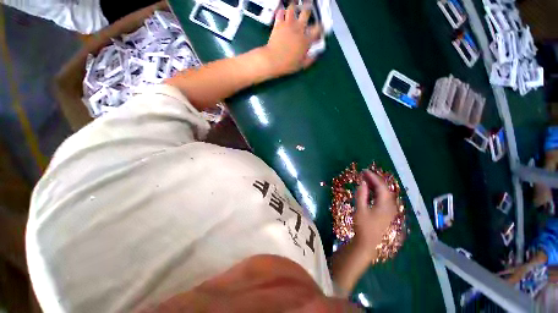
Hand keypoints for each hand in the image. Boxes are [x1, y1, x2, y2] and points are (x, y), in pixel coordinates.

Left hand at [260, 3, 321, 76]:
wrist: (273, 60)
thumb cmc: (287, 65)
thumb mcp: (301, 65)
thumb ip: (310, 59)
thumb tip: (315, 56)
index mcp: (306, 40)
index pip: (318, 29)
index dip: (321, 27)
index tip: (320, 28)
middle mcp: (299, 29)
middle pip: (306, 12)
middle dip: (308, 10)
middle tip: (307, 10)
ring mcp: (288, 25)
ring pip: (292, 8)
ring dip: (294, 7)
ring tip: (294, 9)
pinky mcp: (278, 24)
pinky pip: (280, 12)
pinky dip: (282, 11)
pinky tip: (282, 13)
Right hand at [353, 170, 398, 261]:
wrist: (368, 244)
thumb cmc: (363, 227)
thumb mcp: (360, 210)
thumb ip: (361, 195)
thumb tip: (363, 183)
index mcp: (386, 205)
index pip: (381, 186)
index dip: (373, 177)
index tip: (364, 171)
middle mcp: (391, 206)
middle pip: (385, 189)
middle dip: (374, 180)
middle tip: (364, 174)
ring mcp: (390, 211)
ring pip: (385, 194)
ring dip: (375, 186)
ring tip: (365, 180)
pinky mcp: (387, 214)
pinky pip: (383, 199)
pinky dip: (376, 192)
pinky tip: (370, 191)